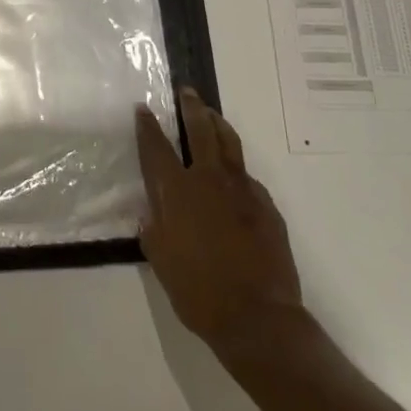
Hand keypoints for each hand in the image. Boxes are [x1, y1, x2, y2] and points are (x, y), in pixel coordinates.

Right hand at [137, 88, 307, 364]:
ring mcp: (242, 189)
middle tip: (187, 92)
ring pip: (230, 143)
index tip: (143, 109)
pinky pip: (247, 177)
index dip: (148, 126)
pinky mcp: (266, 205)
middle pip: (200, 130)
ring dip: (218, 124)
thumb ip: (154, 231)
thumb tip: (150, 215)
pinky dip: (236, 168)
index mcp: (178, 191)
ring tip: (212, 116)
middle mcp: (209, 180)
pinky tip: (234, 177)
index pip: (157, 148)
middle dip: (191, 107)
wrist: (258, 318)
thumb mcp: (161, 262)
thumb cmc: (199, 292)